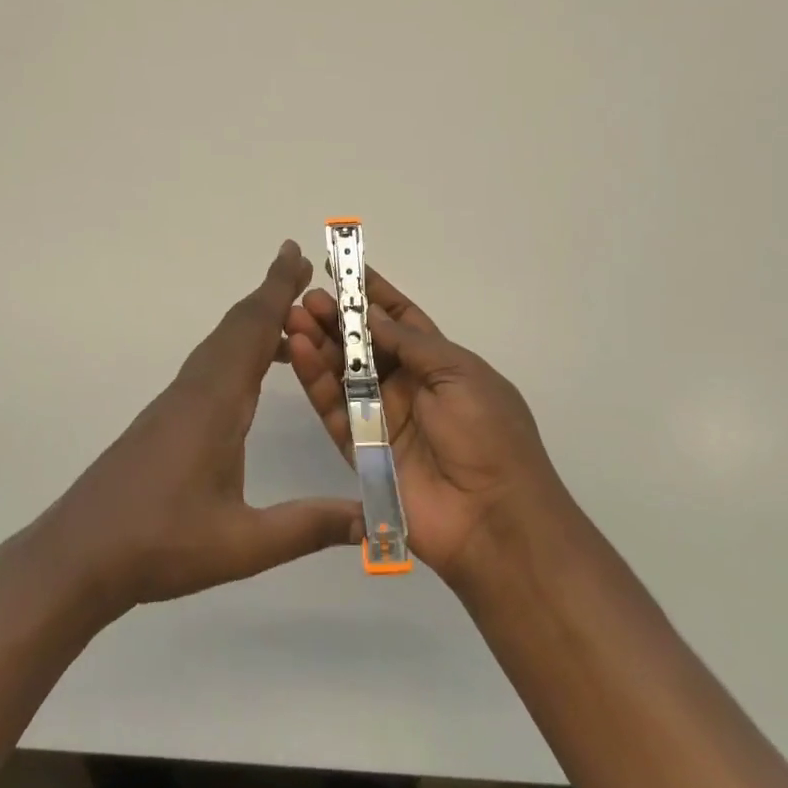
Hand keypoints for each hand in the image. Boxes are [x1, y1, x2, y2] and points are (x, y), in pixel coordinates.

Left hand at [34, 241, 363, 620]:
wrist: (79, 554)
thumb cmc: (160, 544)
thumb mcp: (242, 544)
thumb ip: (307, 527)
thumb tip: (371, 519)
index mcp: (216, 402)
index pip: (253, 330)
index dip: (277, 289)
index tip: (297, 253)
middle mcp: (196, 388)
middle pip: (237, 326)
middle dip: (271, 293)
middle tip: (302, 267)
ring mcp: (177, 401)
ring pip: (221, 344)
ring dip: (254, 321)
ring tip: (291, 317)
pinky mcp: (167, 417)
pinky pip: (211, 364)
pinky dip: (239, 349)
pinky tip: (254, 377)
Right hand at [285, 266, 570, 590]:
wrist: (493, 519)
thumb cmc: (488, 435)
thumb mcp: (460, 374)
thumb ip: (412, 343)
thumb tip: (373, 315)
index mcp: (440, 364)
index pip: (401, 320)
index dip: (374, 294)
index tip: (344, 268)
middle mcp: (409, 387)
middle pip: (365, 345)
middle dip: (338, 318)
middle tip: (308, 297)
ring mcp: (382, 418)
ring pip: (343, 372)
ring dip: (320, 343)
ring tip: (294, 316)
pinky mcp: (360, 449)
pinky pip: (333, 408)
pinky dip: (315, 379)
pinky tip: (299, 350)